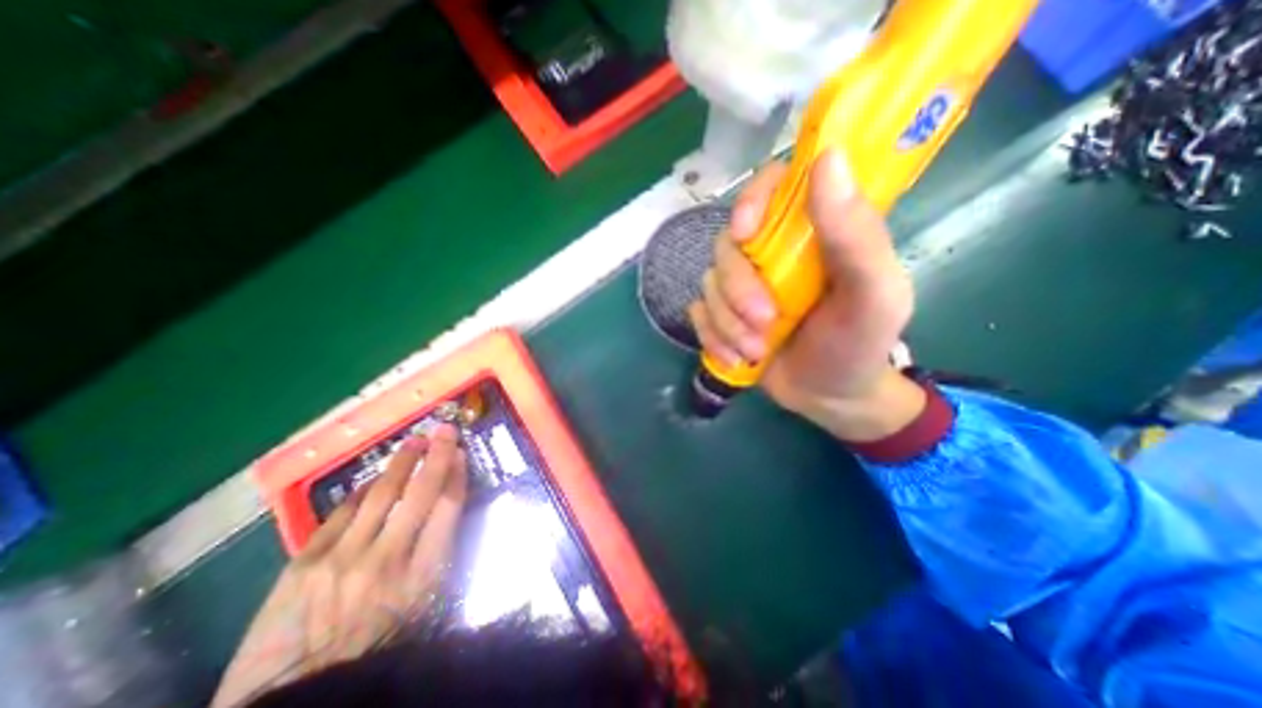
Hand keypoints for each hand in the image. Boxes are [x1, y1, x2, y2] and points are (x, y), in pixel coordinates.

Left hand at [211, 423, 466, 703]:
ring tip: (412, 444)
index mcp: (423, 575)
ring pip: (380, 494)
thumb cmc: (379, 648)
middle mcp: (387, 559)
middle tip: (443, 430)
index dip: (456, 474)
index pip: (448, 507)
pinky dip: (360, 492)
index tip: (461, 452)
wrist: (300, 696)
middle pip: (420, 492)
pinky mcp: (304, 564)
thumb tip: (445, 511)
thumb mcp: (425, 606)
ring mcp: (342, 559)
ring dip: (400, 463)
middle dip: (436, 455)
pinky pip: (341, 513)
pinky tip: (370, 482)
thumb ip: (437, 555)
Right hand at [690, 148, 924, 443]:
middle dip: (738, 288)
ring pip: (709, 283)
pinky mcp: (722, 315)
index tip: (746, 233)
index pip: (773, 185)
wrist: (829, 397)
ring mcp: (741, 285)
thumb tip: (828, 157)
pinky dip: (712, 338)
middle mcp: (771, 252)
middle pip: (727, 244)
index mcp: (812, 232)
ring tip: (756, 350)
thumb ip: (856, 234)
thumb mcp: (874, 294)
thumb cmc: (859, 344)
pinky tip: (736, 359)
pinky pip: (698, 314)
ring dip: (728, 322)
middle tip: (765, 322)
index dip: (751, 199)